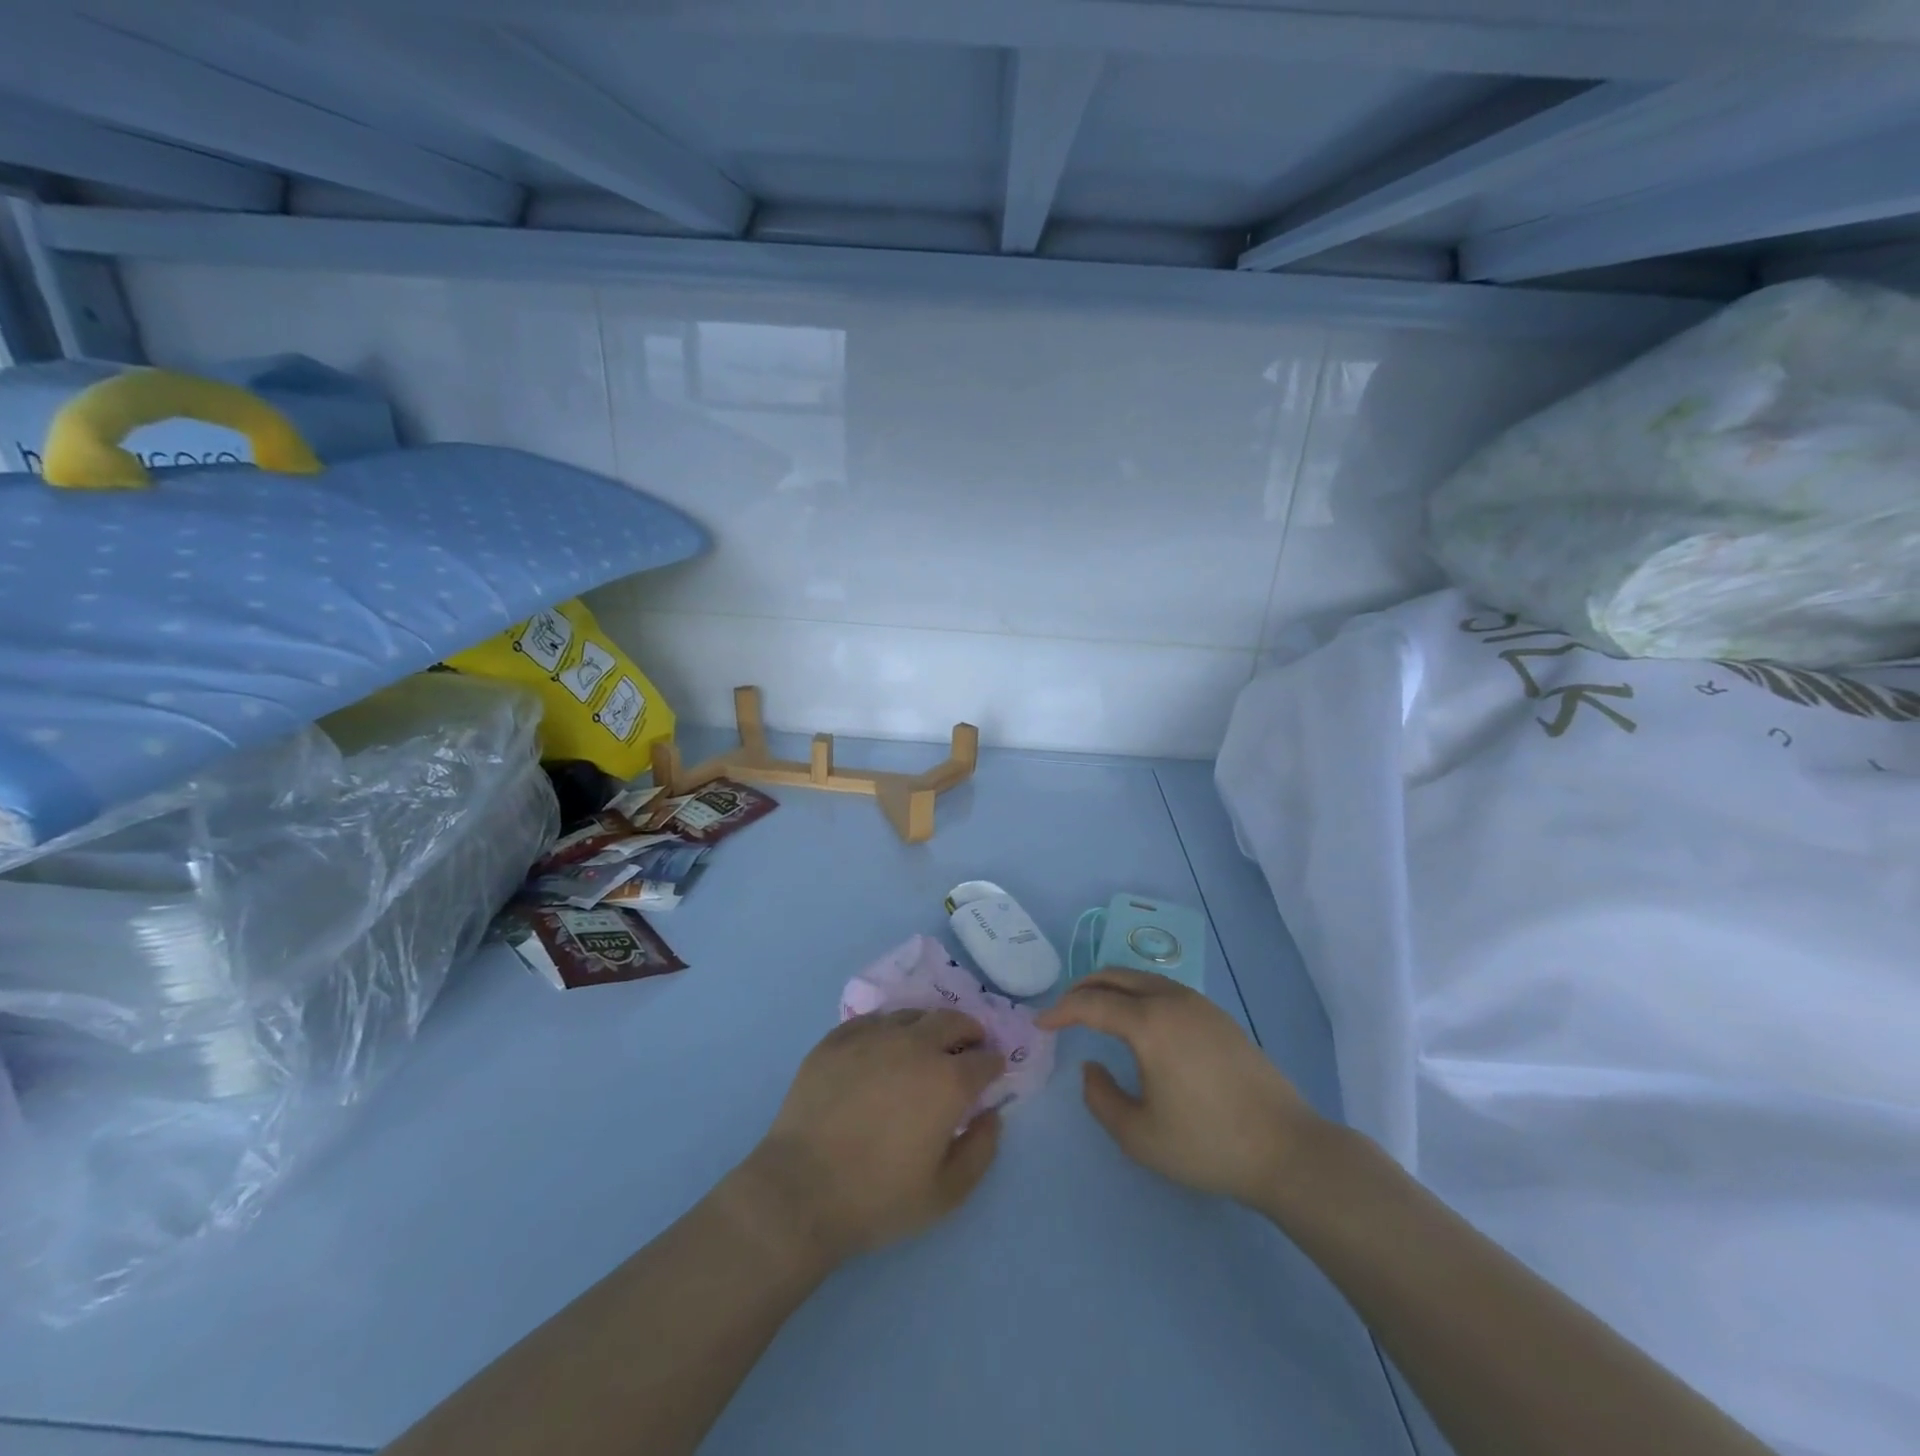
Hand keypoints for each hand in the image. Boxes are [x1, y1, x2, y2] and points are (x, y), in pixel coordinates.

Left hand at [736, 1010, 1005, 1265]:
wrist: (800, 1190)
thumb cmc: (877, 1198)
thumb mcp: (944, 1195)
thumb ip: (980, 1152)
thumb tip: (991, 1116)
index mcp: (947, 1081)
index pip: (984, 1059)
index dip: (993, 1064)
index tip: (993, 1071)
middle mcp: (914, 1046)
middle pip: (951, 1021)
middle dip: (967, 1031)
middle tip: (967, 1044)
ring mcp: (872, 1037)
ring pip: (911, 1014)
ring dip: (927, 1026)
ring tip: (924, 1044)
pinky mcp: (836, 1039)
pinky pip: (871, 1021)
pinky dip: (886, 1029)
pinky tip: (881, 1047)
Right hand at [1037, 969, 1319, 1208]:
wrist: (1287, 1149)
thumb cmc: (1207, 1144)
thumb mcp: (1139, 1135)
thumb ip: (1101, 1098)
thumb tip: (1091, 1067)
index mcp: (1149, 1023)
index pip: (1091, 1003)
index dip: (1061, 1011)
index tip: (1041, 1025)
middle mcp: (1171, 1000)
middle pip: (1116, 976)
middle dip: (1083, 988)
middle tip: (1063, 1010)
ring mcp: (1200, 1004)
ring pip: (1142, 978)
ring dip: (1112, 987)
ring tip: (1095, 1009)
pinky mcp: (1219, 1017)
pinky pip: (1165, 988)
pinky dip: (1138, 993)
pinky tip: (1139, 1020)